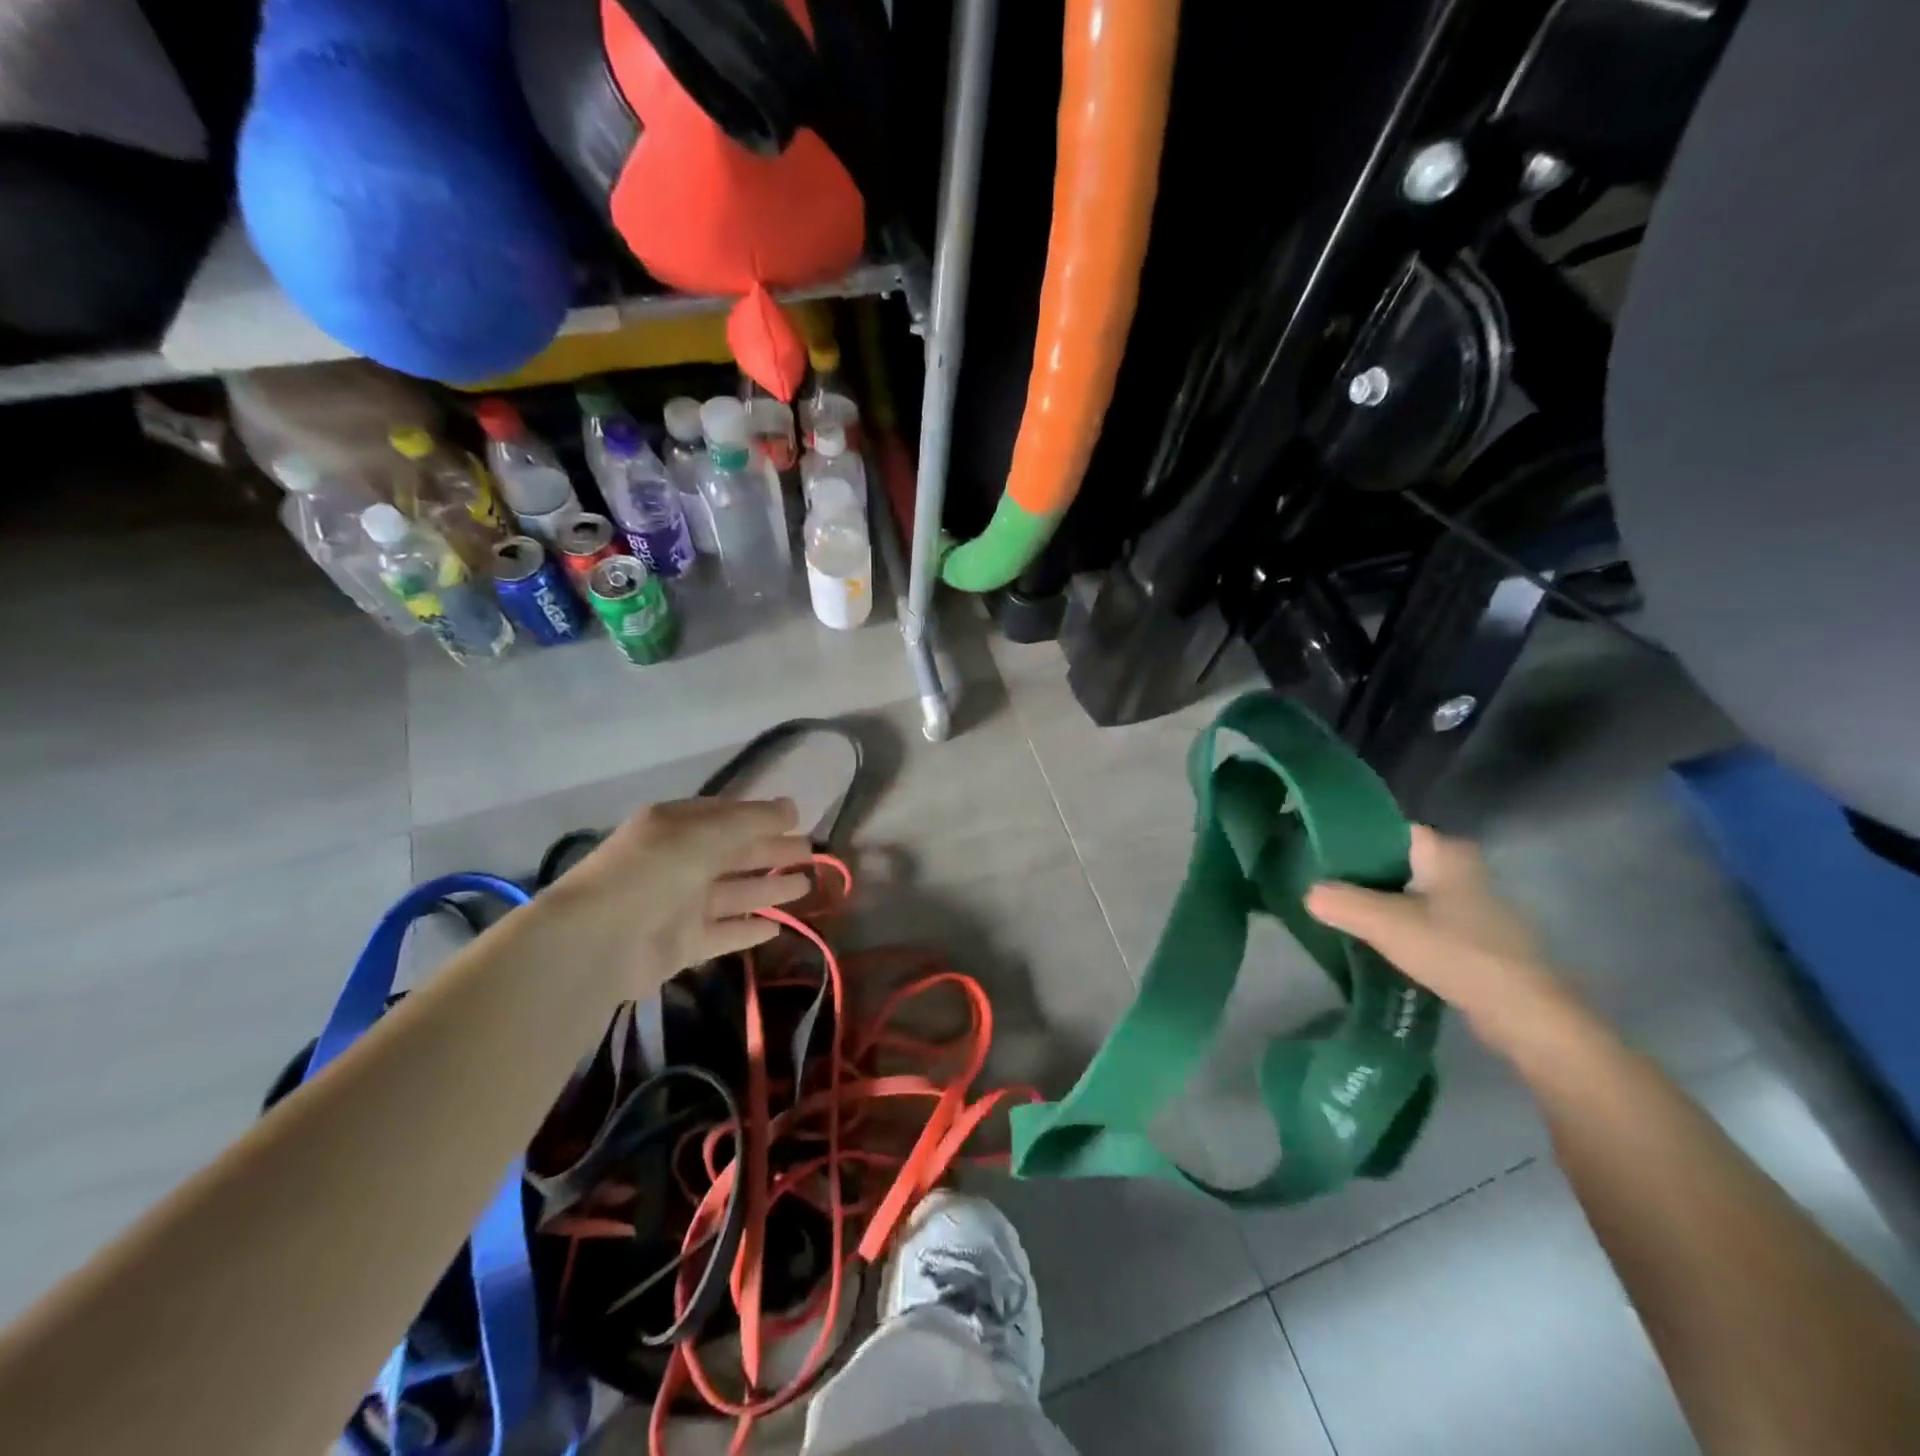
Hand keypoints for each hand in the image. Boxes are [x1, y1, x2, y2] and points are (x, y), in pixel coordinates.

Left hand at [539, 797, 814, 992]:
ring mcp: (679, 905)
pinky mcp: (681, 944)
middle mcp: (678, 862)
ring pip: (733, 893)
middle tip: (811, 854)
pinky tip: (778, 927)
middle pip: (734, 854)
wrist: (601, 939)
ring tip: (806, 886)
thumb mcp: (709, 831)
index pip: (726, 816)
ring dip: (769, 888)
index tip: (798, 820)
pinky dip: (748, 929)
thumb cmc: (657, 869)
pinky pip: (723, 933)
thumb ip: (754, 820)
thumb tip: (793, 807)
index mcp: (677, 826)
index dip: (762, 817)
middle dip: (772, 852)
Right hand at [1306, 825, 1578, 1054]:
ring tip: (1335, 911)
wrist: (1522, 1014)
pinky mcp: (1470, 937)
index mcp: (1445, 852)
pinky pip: (1419, 919)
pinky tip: (1369, 941)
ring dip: (1375, 902)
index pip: (1389, 830)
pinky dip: (1395, 925)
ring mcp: (1469, 905)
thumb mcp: (1386, 924)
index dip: (1352, 838)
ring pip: (1406, 893)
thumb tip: (1309, 894)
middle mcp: (1460, 870)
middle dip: (1359, 873)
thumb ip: (1342, 903)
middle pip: (1395, 862)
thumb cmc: (1455, 951)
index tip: (1316, 851)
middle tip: (1318, 883)